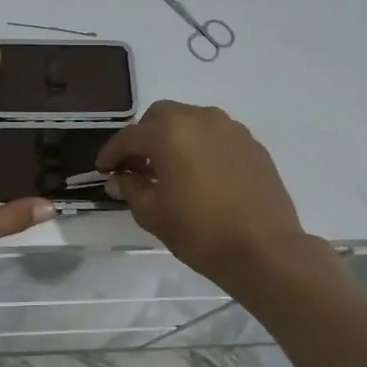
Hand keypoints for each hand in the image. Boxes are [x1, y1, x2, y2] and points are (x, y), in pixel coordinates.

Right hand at [94, 100, 308, 284]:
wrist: (264, 249)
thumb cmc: (199, 231)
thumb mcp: (152, 213)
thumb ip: (131, 188)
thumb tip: (119, 178)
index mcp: (170, 132)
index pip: (130, 136)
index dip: (111, 153)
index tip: (103, 169)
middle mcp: (200, 119)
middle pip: (161, 117)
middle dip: (143, 137)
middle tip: (135, 165)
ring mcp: (231, 129)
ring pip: (191, 121)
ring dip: (173, 138)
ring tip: (168, 169)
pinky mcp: (252, 144)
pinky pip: (216, 136)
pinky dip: (200, 147)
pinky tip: (199, 174)